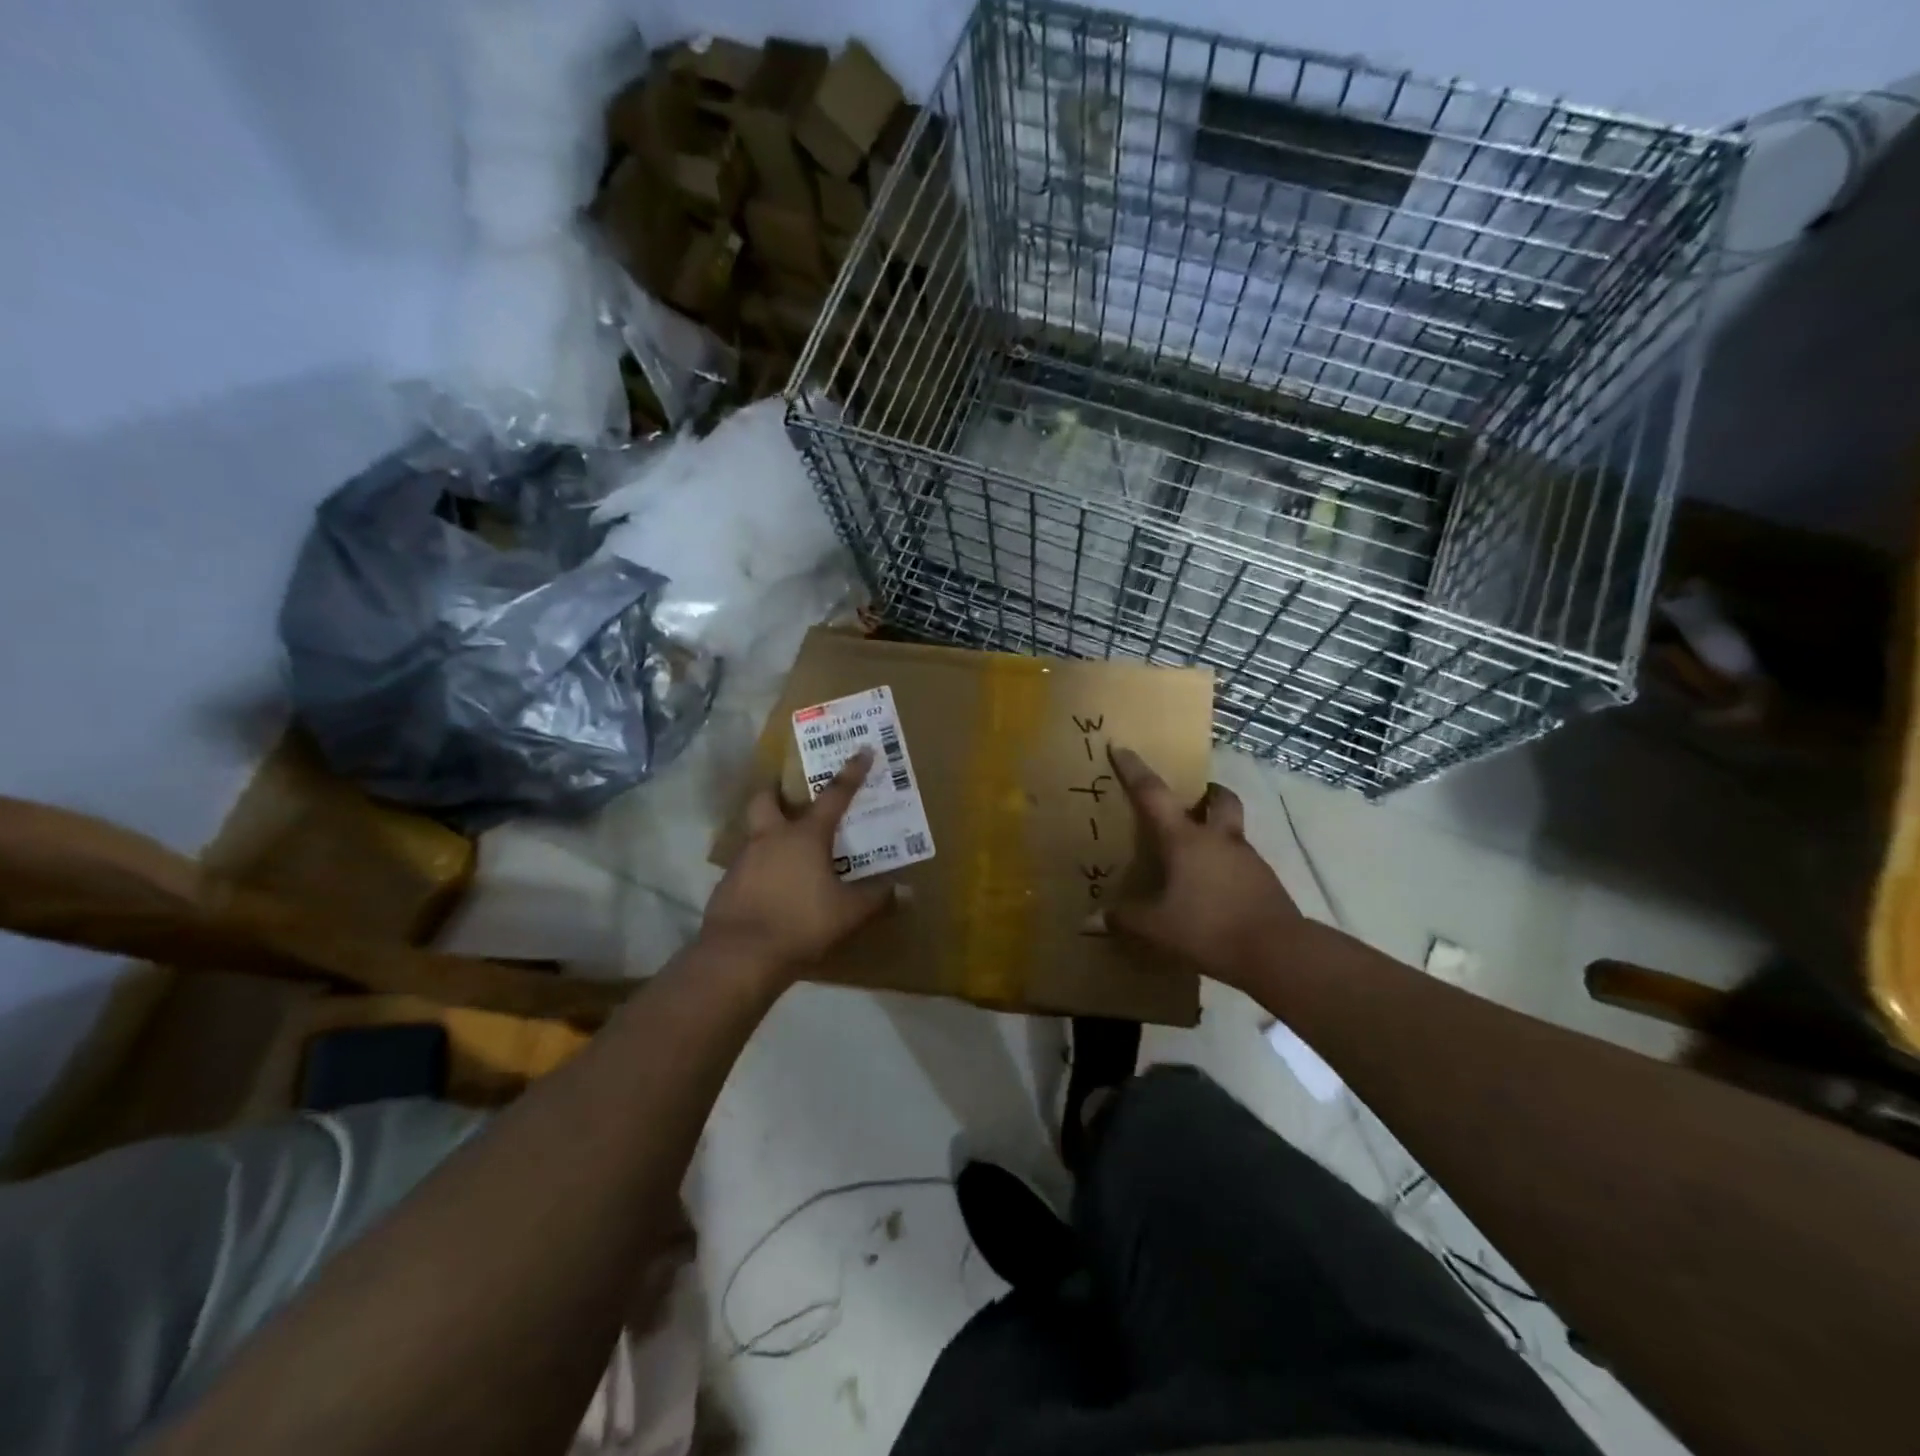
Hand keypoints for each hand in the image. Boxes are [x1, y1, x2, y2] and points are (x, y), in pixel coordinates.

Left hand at [701, 749, 893, 974]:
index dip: (851, 773)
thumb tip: (904, 890)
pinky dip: (759, 870)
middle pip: (766, 800)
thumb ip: (876, 898)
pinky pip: (746, 867)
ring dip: (768, 836)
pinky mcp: (726, 886)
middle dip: (776, 791)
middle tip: (788, 796)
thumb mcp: (849, 912)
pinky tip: (771, 890)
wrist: (740, 955)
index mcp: (805, 836)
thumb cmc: (802, 923)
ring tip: (788, 854)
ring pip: (754, 834)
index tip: (862, 751)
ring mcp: (743, 861)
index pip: (834, 796)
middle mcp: (771, 839)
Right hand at [1104, 745, 1301, 986]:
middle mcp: (1218, 839)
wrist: (1277, 952)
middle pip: (1219, 799)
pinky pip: (1242, 861)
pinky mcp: (1265, 882)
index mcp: (1185, 839)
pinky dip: (1227, 864)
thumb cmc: (1208, 928)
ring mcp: (1248, 859)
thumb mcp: (1156, 927)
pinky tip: (1214, 889)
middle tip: (1191, 799)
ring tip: (1196, 854)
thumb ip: (1123, 919)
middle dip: (1206, 793)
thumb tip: (1088, 921)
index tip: (1120, 748)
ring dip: (1217, 830)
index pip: (1153, 794)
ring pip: (1232, 830)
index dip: (1134, 770)